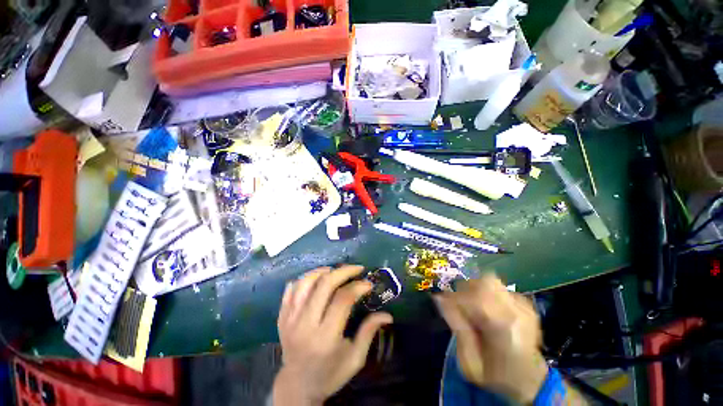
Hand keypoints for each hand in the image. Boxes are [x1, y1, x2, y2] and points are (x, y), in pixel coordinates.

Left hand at [272, 265, 392, 405]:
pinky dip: (305, 278)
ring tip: (336, 270)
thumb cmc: (330, 374)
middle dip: (343, 271)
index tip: (368, 283)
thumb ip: (369, 333)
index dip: (357, 286)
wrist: (296, 387)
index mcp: (325, 338)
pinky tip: (316, 278)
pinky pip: (291, 289)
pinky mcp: (282, 316)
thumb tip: (387, 315)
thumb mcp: (354, 359)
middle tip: (356, 269)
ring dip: (323, 271)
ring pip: (306, 282)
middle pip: (324, 285)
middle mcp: (305, 325)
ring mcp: (290, 319)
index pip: (342, 299)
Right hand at [433, 274, 547, 403]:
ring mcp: (524, 306)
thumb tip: (440, 298)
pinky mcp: (525, 303)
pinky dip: (486, 293)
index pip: (476, 298)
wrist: (530, 380)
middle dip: (466, 290)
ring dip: (476, 289)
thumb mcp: (469, 362)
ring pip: (490, 280)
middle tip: (461, 305)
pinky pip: (498, 287)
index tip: (446, 304)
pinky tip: (488, 310)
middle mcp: (517, 312)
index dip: (457, 297)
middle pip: (485, 282)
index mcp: (505, 330)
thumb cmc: (496, 376)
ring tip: (474, 307)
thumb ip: (457, 328)